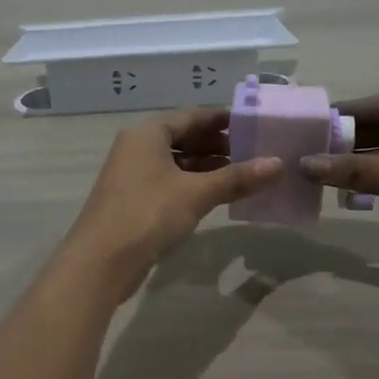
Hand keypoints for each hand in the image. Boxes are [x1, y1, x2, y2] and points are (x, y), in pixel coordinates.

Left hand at [63, 107, 282, 297]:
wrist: (100, 262)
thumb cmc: (147, 214)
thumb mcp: (196, 193)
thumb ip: (236, 178)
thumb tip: (278, 164)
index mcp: (147, 133)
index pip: (191, 116)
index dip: (222, 119)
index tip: (252, 124)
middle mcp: (136, 147)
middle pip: (182, 137)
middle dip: (216, 144)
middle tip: (253, 151)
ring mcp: (132, 174)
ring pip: (175, 162)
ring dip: (205, 166)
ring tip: (241, 174)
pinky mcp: (132, 200)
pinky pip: (168, 182)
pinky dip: (191, 184)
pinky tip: (215, 195)